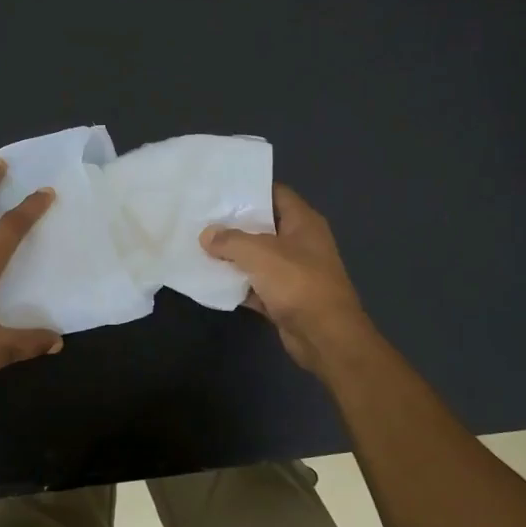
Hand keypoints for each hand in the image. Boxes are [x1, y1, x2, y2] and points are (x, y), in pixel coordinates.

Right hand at [201, 183, 373, 371]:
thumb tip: (206, 235)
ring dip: (233, 256)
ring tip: (199, 246)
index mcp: (303, 222)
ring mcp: (293, 272)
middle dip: (234, 224)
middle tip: (202, 219)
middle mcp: (300, 243)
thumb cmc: (298, 283)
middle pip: (263, 226)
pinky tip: (211, 280)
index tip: (219, 191)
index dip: (249, 190)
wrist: (325, 336)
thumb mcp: (260, 253)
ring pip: (257, 257)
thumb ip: (230, 241)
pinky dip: (237, 284)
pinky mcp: (284, 298)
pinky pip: (256, 285)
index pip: (275, 194)